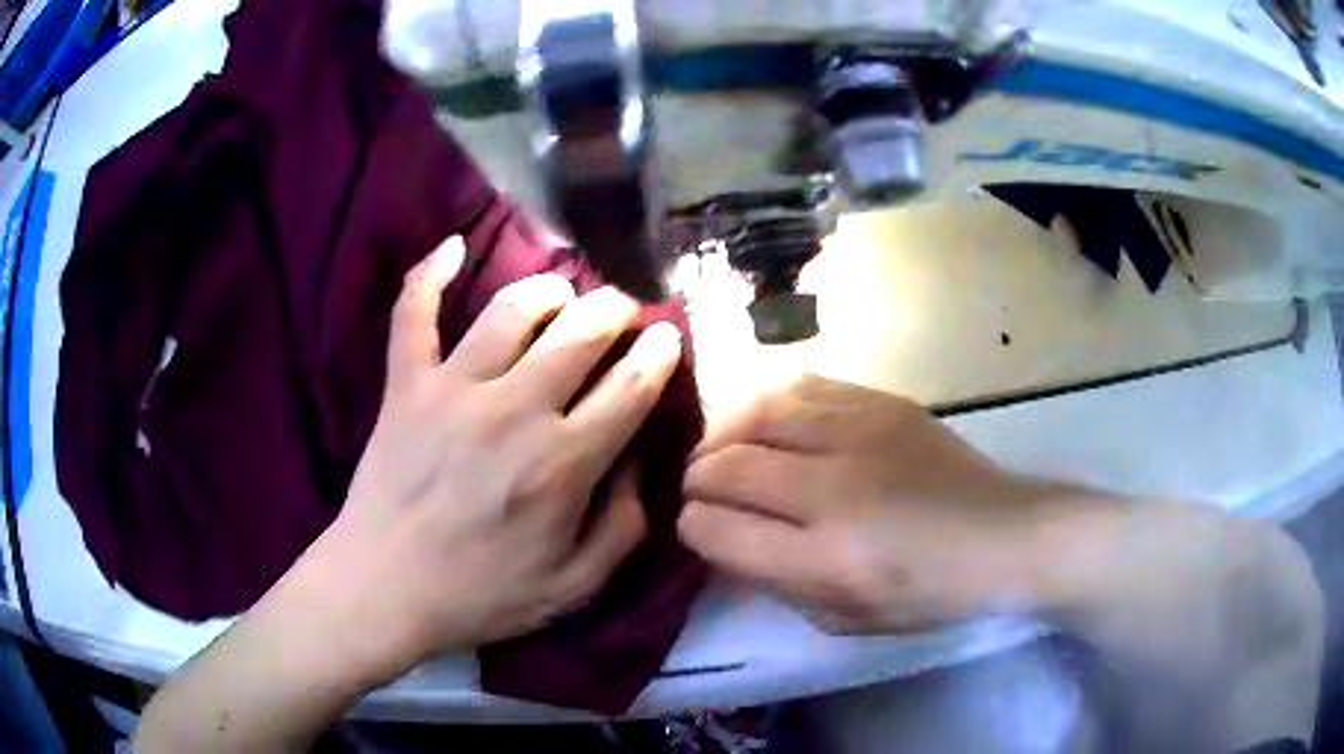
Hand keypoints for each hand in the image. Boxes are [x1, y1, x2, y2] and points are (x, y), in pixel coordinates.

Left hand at [317, 236, 682, 671]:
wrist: (383, 588)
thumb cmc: (480, 595)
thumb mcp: (574, 587)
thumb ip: (623, 526)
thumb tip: (637, 459)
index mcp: (562, 464)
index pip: (631, 386)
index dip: (658, 353)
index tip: (666, 336)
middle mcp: (513, 410)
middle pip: (580, 332)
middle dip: (614, 310)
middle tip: (621, 312)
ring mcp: (452, 389)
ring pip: (511, 309)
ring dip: (548, 290)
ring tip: (561, 293)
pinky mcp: (405, 384)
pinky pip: (413, 313)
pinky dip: (429, 273)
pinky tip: (451, 245)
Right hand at [678, 375, 1059, 633]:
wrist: (1002, 535)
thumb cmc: (926, 593)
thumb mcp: (843, 618)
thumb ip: (776, 582)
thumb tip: (728, 539)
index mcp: (825, 559)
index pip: (717, 530)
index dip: (692, 528)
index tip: (695, 527)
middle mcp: (834, 490)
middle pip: (727, 467)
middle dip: (696, 481)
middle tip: (700, 489)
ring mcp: (860, 435)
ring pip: (755, 413)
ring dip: (723, 434)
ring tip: (723, 449)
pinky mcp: (881, 403)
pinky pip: (800, 387)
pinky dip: (767, 404)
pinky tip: (766, 422)